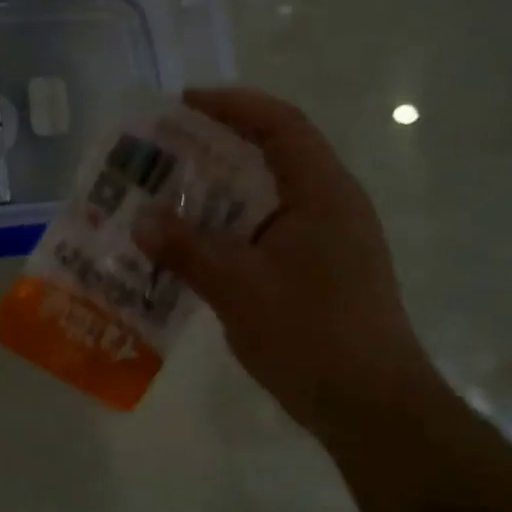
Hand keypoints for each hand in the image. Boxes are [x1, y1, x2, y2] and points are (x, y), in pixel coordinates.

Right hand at [134, 88, 440, 437]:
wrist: (371, 406)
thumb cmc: (311, 335)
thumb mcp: (239, 288)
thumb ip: (187, 249)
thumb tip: (140, 220)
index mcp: (322, 193)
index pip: (279, 125)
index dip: (232, 105)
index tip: (181, 104)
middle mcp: (329, 207)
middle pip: (270, 157)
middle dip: (213, 151)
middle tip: (159, 158)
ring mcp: (326, 242)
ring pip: (264, 200)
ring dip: (216, 197)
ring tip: (163, 203)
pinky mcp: (318, 273)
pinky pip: (264, 235)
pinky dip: (227, 233)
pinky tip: (190, 253)